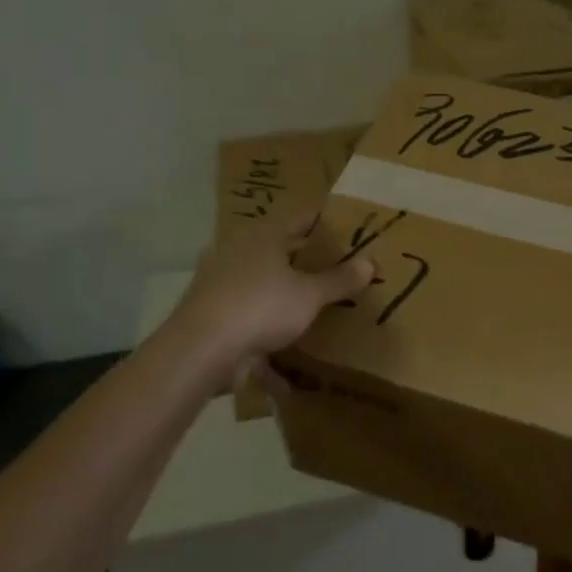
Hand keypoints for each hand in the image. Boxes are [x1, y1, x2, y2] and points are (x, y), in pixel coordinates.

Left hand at [165, 213, 373, 383]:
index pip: (300, 218)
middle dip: (303, 260)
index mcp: (263, 236)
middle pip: (277, 249)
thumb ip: (339, 280)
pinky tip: (282, 353)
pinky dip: (263, 328)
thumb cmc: (261, 307)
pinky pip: (245, 315)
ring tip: (309, 307)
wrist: (200, 350)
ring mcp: (218, 281)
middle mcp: (238, 251)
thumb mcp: (309, 295)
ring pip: (259, 282)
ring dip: (280, 294)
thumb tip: (371, 262)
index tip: (345, 229)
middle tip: (333, 269)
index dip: (323, 223)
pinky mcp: (209, 313)